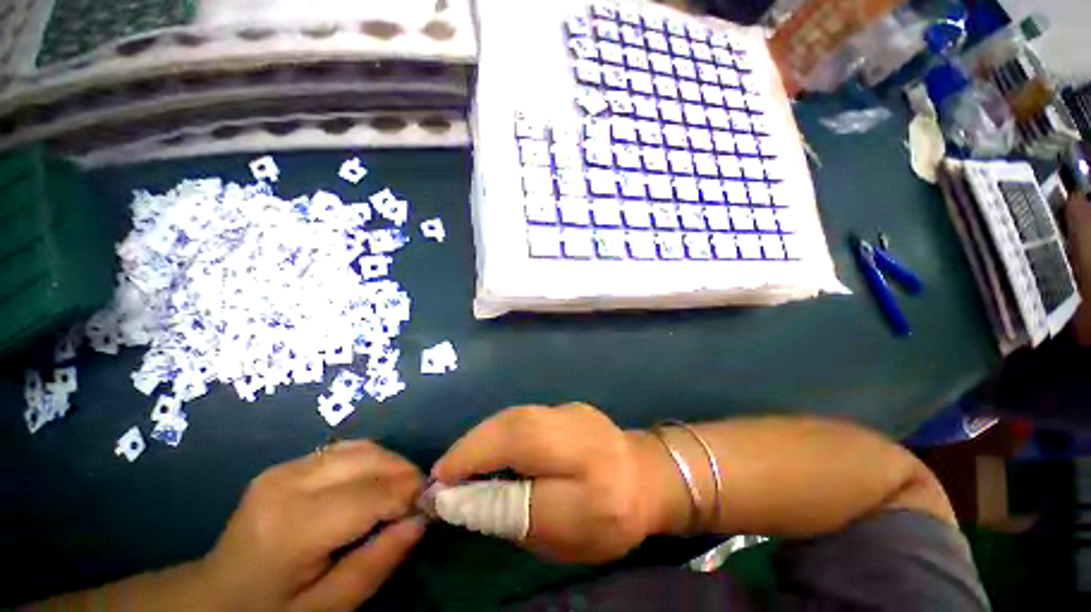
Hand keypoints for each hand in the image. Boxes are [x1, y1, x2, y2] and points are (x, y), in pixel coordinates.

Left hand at [201, 440, 425, 611]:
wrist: (213, 597)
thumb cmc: (270, 611)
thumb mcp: (324, 610)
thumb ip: (374, 565)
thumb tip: (421, 521)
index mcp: (294, 525)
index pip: (372, 494)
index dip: (409, 496)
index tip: (429, 508)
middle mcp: (289, 483)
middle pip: (369, 460)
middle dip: (404, 474)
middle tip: (419, 499)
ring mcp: (284, 468)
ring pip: (361, 448)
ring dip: (390, 464)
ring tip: (400, 491)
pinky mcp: (285, 465)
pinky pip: (345, 449)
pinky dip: (370, 461)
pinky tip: (372, 484)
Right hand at [432, 403, 653, 563]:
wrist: (644, 474)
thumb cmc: (607, 520)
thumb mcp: (561, 539)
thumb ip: (512, 517)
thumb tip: (460, 499)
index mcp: (598, 490)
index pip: (532, 491)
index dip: (482, 486)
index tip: (440, 492)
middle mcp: (586, 440)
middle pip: (520, 432)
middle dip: (474, 449)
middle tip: (444, 474)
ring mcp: (576, 413)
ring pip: (518, 417)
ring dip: (482, 437)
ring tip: (460, 462)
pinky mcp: (568, 404)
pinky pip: (524, 414)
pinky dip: (498, 429)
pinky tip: (487, 445)